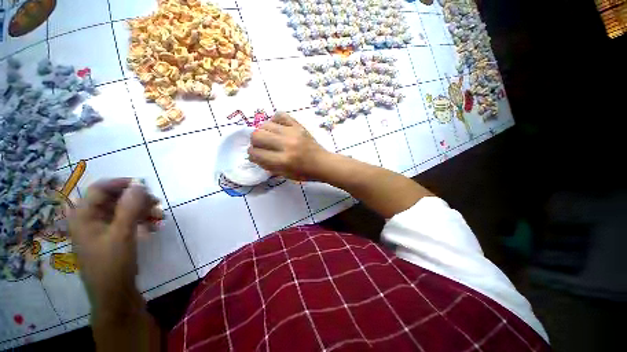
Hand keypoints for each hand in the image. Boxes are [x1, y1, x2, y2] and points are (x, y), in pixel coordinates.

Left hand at [68, 178, 156, 317]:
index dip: (121, 184)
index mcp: (84, 217)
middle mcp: (91, 219)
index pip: (100, 189)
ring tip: (160, 216)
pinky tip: (154, 226)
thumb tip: (139, 184)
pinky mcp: (113, 236)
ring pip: (124, 210)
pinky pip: (128, 221)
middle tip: (157, 203)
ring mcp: (102, 229)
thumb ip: (130, 208)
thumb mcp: (122, 234)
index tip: (144, 185)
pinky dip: (142, 221)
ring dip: (143, 210)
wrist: (115, 294)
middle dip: (137, 199)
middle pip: (114, 199)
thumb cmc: (112, 264)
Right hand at [248, 112, 329, 180]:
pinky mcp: (298, 125)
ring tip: (269, 137)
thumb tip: (254, 155)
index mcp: (283, 161)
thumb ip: (268, 165)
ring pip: (265, 125)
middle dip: (254, 142)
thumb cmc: (304, 172)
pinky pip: (280, 115)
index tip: (255, 155)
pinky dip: (274, 120)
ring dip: (263, 132)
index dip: (252, 155)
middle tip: (260, 146)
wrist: (322, 163)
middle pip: (257, 135)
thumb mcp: (285, 175)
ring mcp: (293, 132)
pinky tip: (276, 127)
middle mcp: (286, 144)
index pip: (256, 153)